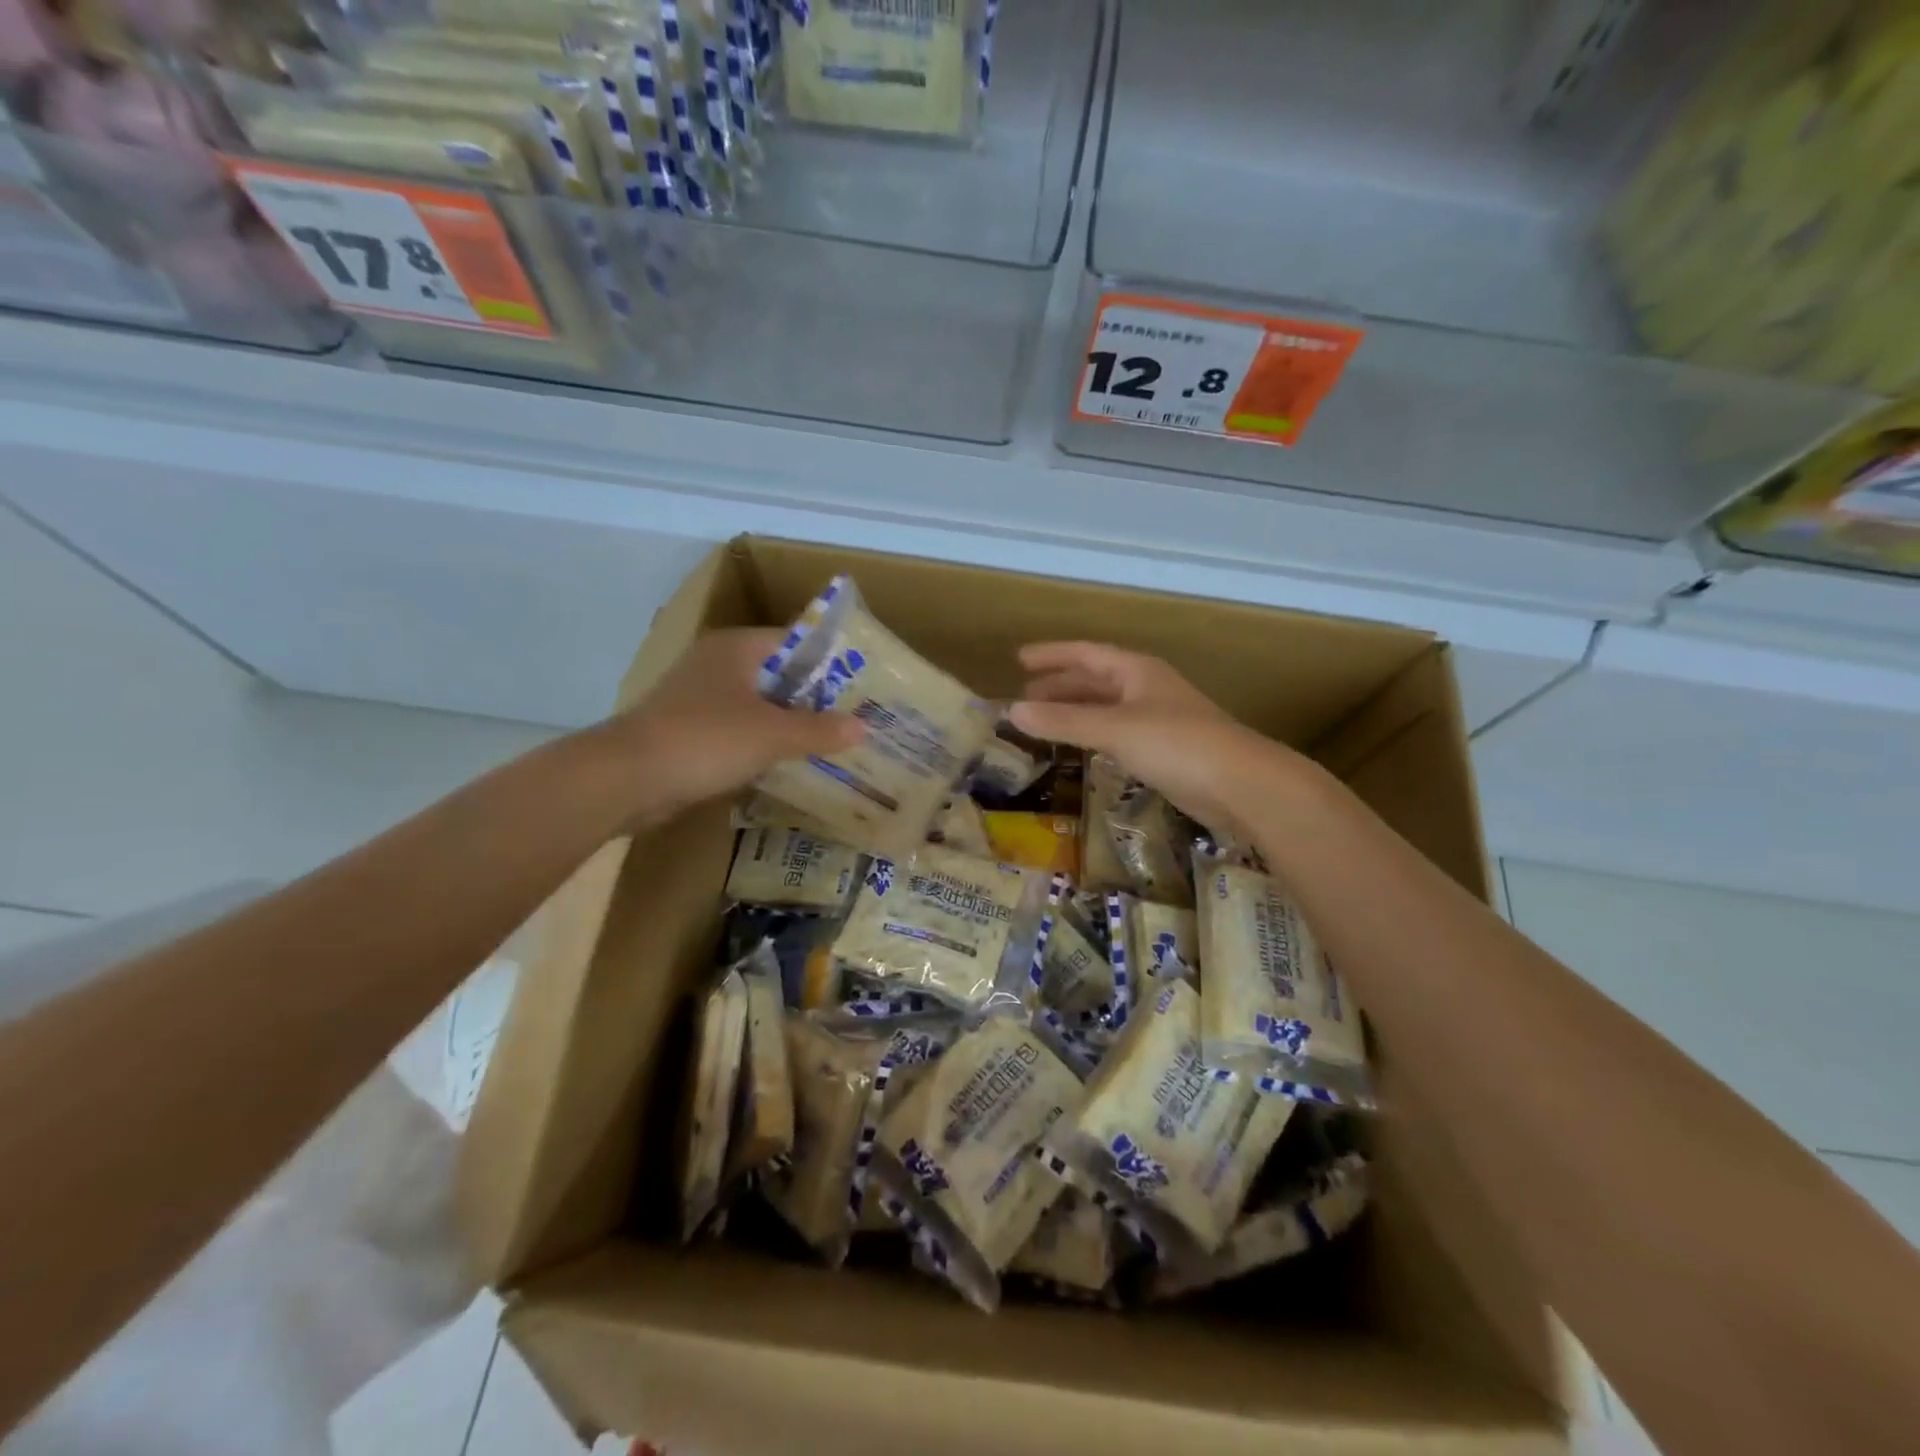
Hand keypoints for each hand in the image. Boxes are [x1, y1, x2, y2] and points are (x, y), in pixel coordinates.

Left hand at [595, 628, 863, 825]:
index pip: (796, 643)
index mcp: (737, 648)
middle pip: (779, 675)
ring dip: (789, 723)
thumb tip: (863, 727)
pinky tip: (788, 763)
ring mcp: (699, 697)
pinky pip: (739, 730)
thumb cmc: (705, 740)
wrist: (626, 779)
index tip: (863, 687)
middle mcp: (717, 663)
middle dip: (814, 698)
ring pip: (758, 705)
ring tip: (831, 743)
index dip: (831, 664)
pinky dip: (763, 743)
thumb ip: (820, 730)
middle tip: (855, 719)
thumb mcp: (772, 735)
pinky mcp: (688, 729)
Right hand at [1007, 641, 1297, 836]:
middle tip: (1025, 696)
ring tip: (1044, 721)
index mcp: (1137, 671)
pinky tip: (1083, 748)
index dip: (1053, 655)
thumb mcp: (1114, 729)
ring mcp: (1159, 720)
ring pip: (1107, 708)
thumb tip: (1012, 712)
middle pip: (1096, 680)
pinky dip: (1094, 735)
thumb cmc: (1177, 744)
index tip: (1019, 660)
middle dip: (1061, 685)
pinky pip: (1118, 734)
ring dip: (1076, 712)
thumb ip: (1064, 722)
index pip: (1086, 653)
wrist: (1241, 785)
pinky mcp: (1166, 751)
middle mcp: (1147, 689)